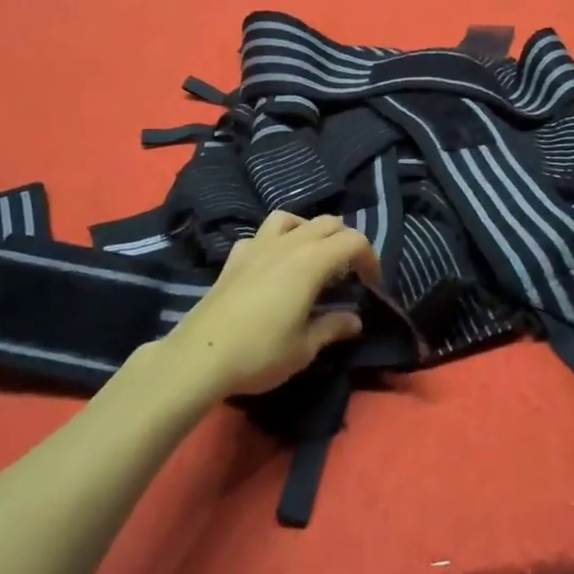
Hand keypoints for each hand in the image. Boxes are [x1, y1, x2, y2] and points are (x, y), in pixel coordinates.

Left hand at [159, 211, 378, 398]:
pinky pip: (262, 234)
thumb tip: (355, 320)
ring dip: (310, 231)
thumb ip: (333, 327)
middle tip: (349, 273)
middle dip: (345, 242)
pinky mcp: (235, 256)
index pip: (353, 241)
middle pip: (327, 223)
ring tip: (313, 258)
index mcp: (311, 261)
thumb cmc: (260, 353)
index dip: (370, 258)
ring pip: (291, 218)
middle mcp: (287, 243)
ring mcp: (257, 245)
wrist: (201, 355)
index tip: (371, 285)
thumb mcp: (305, 348)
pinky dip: (277, 241)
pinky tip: (274, 265)